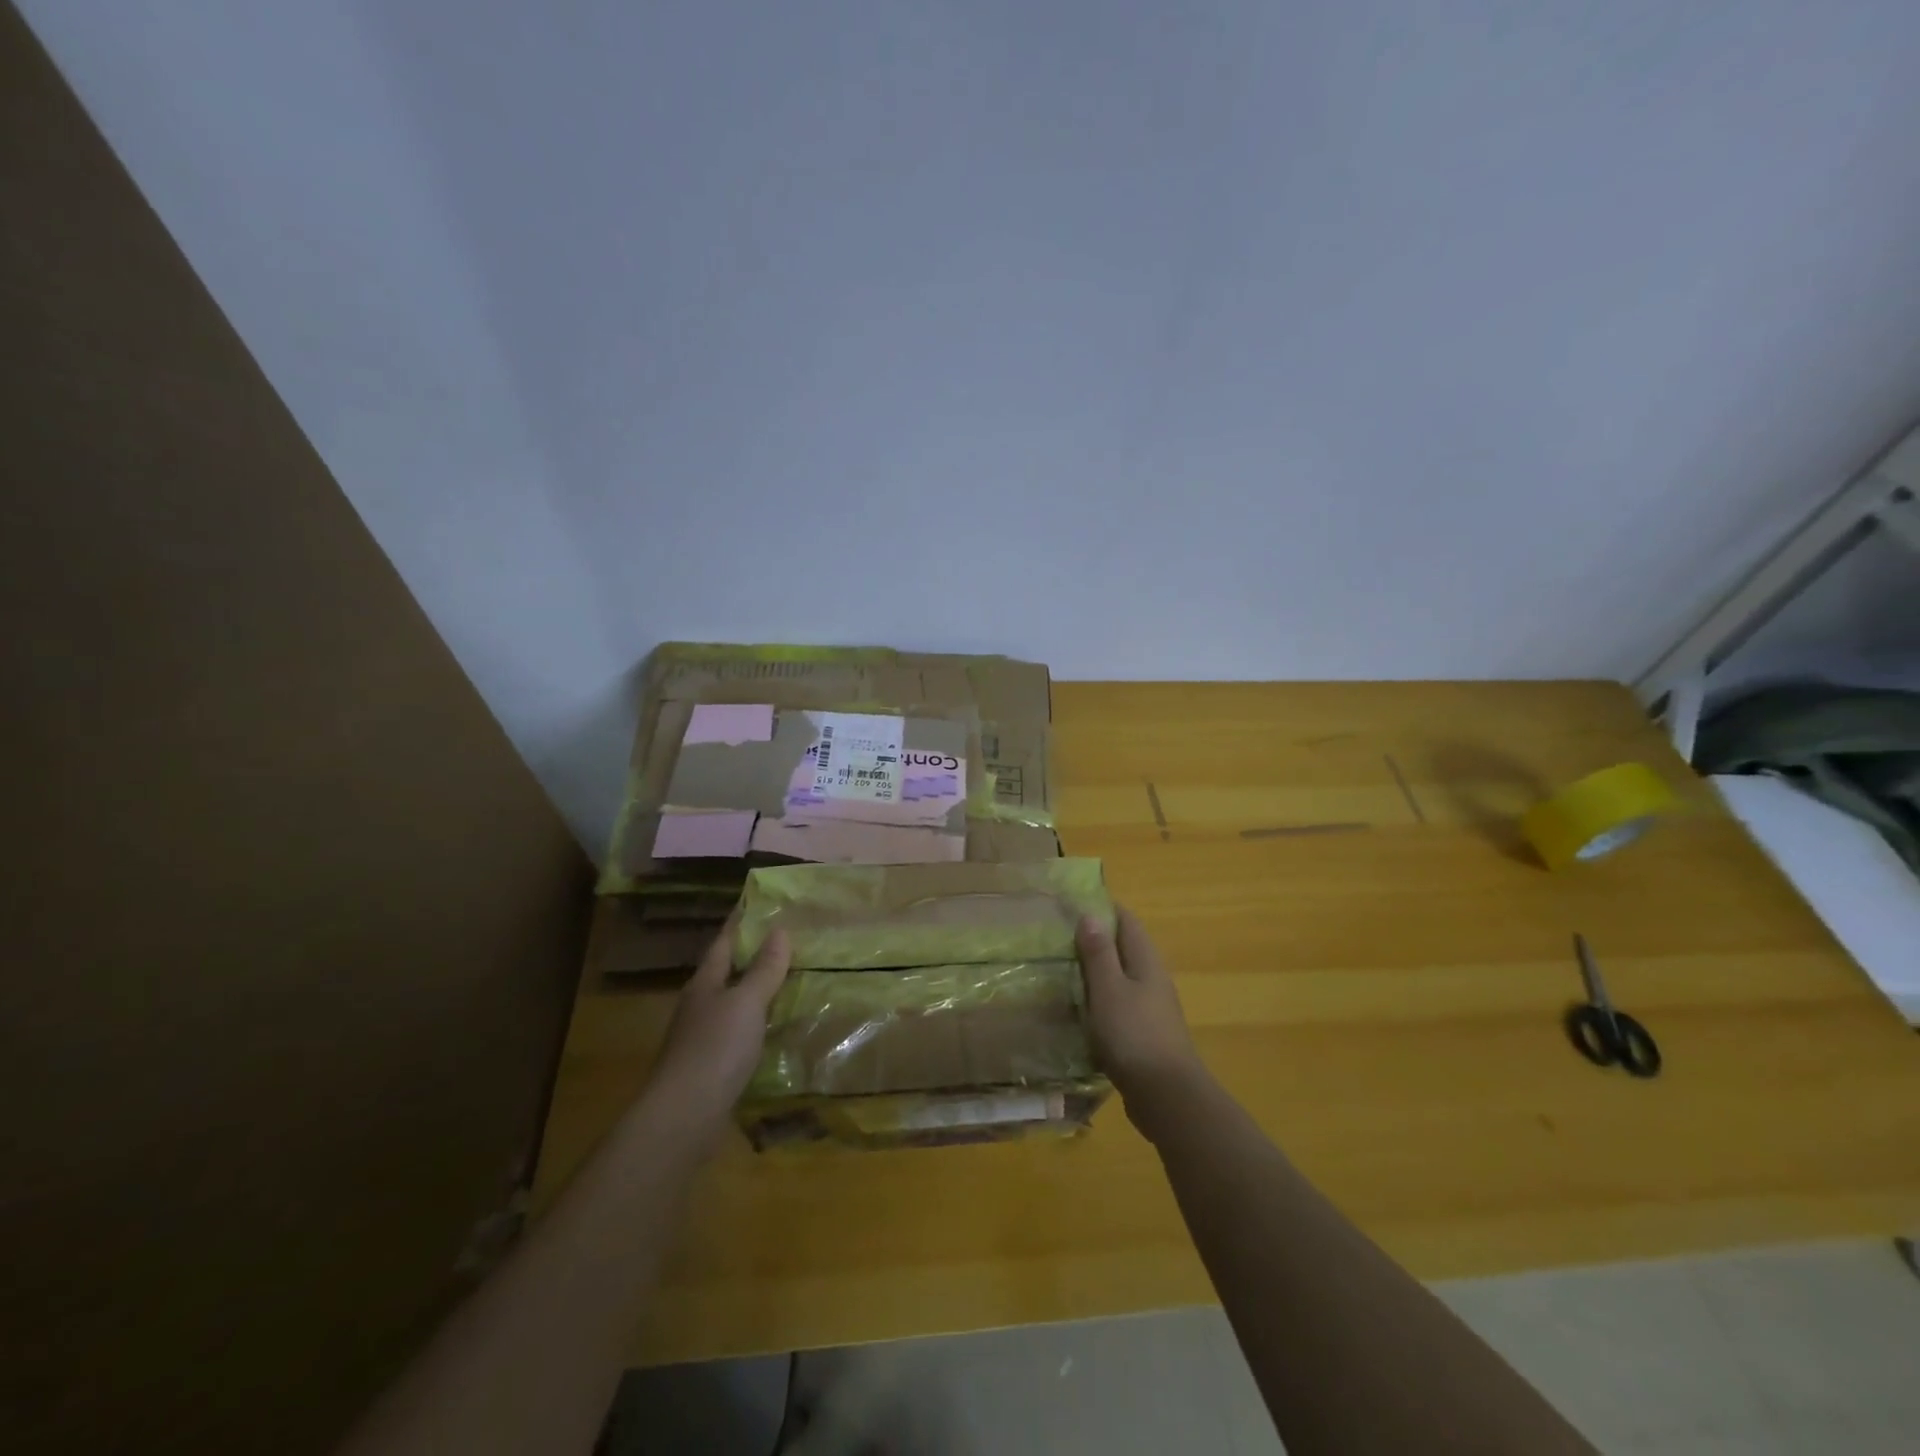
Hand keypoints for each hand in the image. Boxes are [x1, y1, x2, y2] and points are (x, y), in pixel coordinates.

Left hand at [642, 917, 789, 1156]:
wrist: (684, 1118)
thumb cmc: (715, 1049)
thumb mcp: (746, 1002)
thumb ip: (764, 969)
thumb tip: (779, 930)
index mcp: (705, 984)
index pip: (724, 942)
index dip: (740, 922)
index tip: (756, 902)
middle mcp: (700, 1006)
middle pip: (727, 973)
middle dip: (752, 956)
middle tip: (787, 940)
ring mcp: (702, 1039)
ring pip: (733, 1005)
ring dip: (757, 993)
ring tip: (790, 981)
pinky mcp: (711, 1068)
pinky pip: (740, 1035)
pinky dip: (758, 1026)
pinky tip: (777, 1029)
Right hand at [1077, 907, 1206, 1140]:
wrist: (1167, 1097)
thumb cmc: (1134, 1035)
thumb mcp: (1109, 989)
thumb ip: (1099, 953)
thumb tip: (1091, 915)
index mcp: (1146, 961)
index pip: (1126, 920)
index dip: (1102, 908)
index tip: (1070, 905)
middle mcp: (1152, 979)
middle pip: (1122, 948)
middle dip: (1093, 941)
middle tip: (1055, 939)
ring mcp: (1150, 1008)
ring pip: (1118, 979)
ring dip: (1093, 974)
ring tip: (1057, 972)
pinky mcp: (1143, 1034)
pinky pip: (1117, 1006)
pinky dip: (1097, 1002)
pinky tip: (1075, 1012)